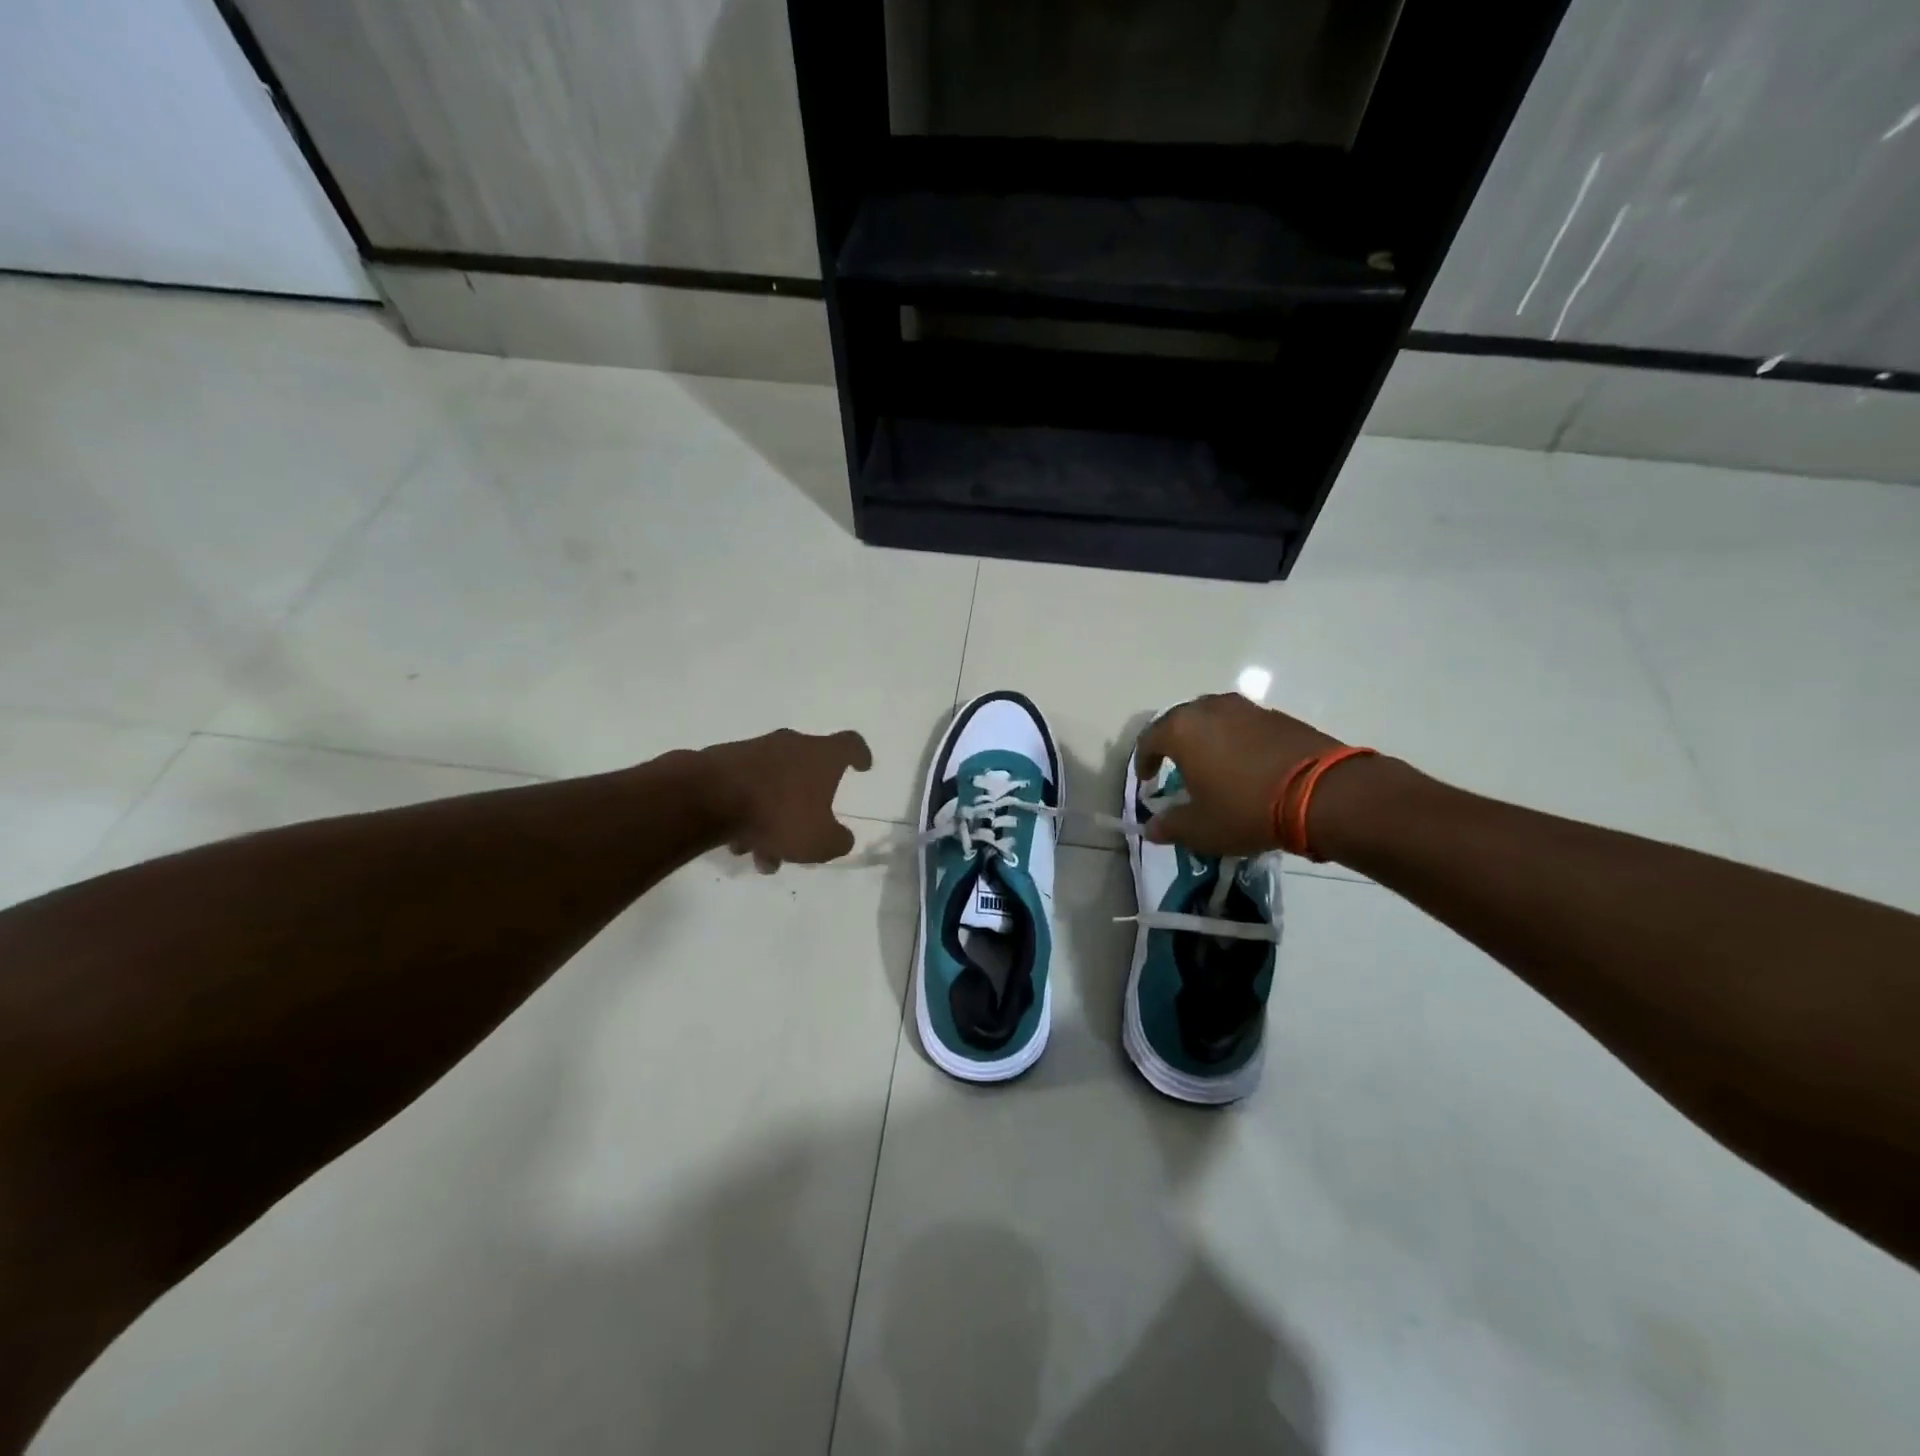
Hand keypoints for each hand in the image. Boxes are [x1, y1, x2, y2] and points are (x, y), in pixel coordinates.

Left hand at [701, 728, 871, 871]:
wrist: (706, 798)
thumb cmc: (777, 815)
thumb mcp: (820, 841)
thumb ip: (838, 841)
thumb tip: (841, 837)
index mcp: (821, 756)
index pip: (850, 744)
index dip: (859, 755)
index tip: (862, 767)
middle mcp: (790, 745)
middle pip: (808, 773)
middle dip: (807, 808)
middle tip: (803, 837)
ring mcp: (754, 751)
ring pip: (773, 787)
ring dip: (773, 820)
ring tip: (762, 856)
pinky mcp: (723, 762)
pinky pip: (746, 789)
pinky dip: (748, 814)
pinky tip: (738, 844)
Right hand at [1135, 693, 1345, 854]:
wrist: (1324, 794)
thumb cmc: (1246, 809)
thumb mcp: (1201, 828)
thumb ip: (1170, 826)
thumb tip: (1151, 827)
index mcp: (1182, 730)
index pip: (1149, 739)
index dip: (1143, 761)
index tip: (1146, 780)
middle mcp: (1209, 709)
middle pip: (1180, 721)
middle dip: (1173, 743)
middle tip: (1174, 767)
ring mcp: (1246, 709)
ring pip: (1213, 718)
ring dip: (1206, 738)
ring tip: (1211, 763)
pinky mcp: (1278, 716)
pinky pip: (1243, 724)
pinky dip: (1236, 740)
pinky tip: (1245, 765)